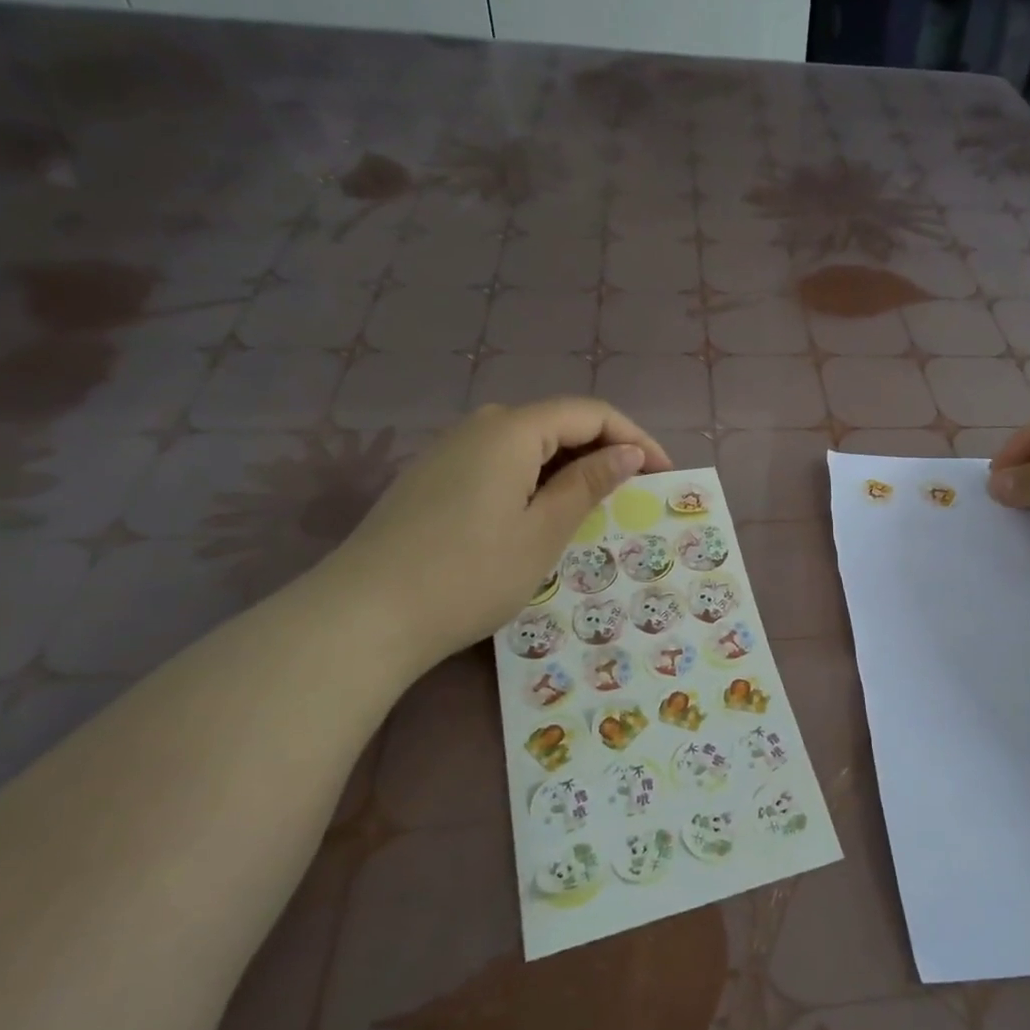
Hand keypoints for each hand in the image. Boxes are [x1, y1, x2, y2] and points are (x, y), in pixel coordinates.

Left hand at [327, 400, 670, 666]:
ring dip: (570, 467)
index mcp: (511, 430)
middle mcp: (479, 427)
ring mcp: (450, 451)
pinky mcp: (433, 478)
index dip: (635, 437)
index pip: (590, 413)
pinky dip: (536, 479)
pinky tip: (541, 515)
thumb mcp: (543, 532)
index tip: (664, 475)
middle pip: (558, 422)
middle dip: (604, 450)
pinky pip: (501, 463)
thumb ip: (589, 484)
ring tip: (596, 508)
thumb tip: (629, 451)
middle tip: (634, 494)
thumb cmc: (469, 574)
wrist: (364, 616)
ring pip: (529, 444)